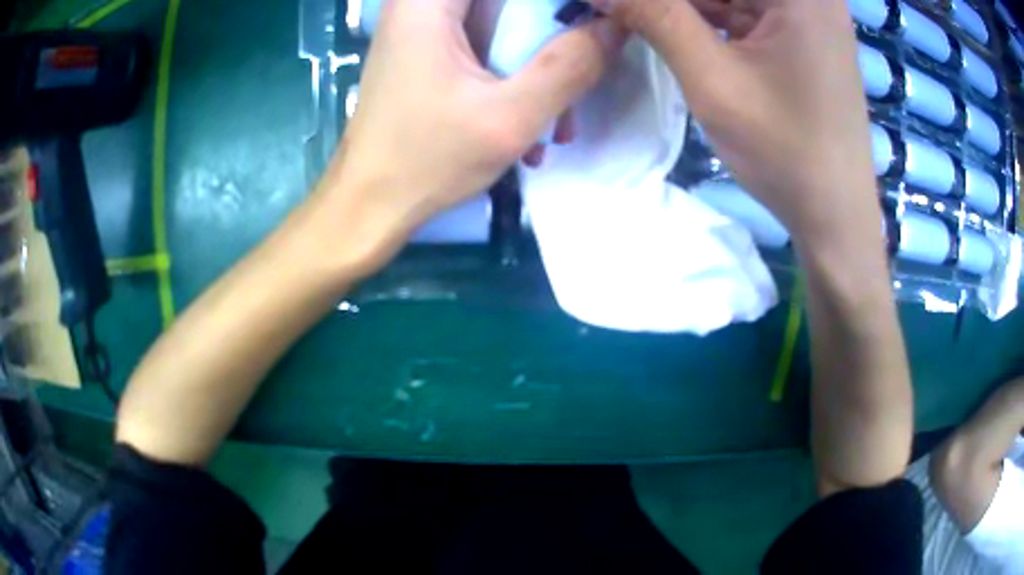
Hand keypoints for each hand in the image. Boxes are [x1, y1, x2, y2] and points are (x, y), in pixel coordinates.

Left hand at [324, 0, 624, 247]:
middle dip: (551, 38)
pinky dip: (512, 79)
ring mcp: (423, 29)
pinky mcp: (427, 53)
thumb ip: (570, 66)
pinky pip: (486, 47)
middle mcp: (421, 4)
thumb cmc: (426, 161)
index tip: (588, 25)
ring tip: (555, 126)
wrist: (368, 207)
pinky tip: (527, 128)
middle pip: (510, 5)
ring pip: (503, 24)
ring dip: (537, 68)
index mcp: (430, 2)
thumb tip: (616, 28)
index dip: (559, 6)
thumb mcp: (510, 117)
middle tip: (577, 80)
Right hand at [590, 0, 876, 244]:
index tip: (614, 6)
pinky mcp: (799, 33)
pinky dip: (706, 15)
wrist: (836, 215)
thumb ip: (654, 16)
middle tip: (625, 14)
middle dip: (671, 3)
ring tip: (639, 19)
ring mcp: (806, 11)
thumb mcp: (713, 79)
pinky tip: (669, 24)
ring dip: (683, 7)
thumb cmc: (786, 152)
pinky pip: (743, 9)